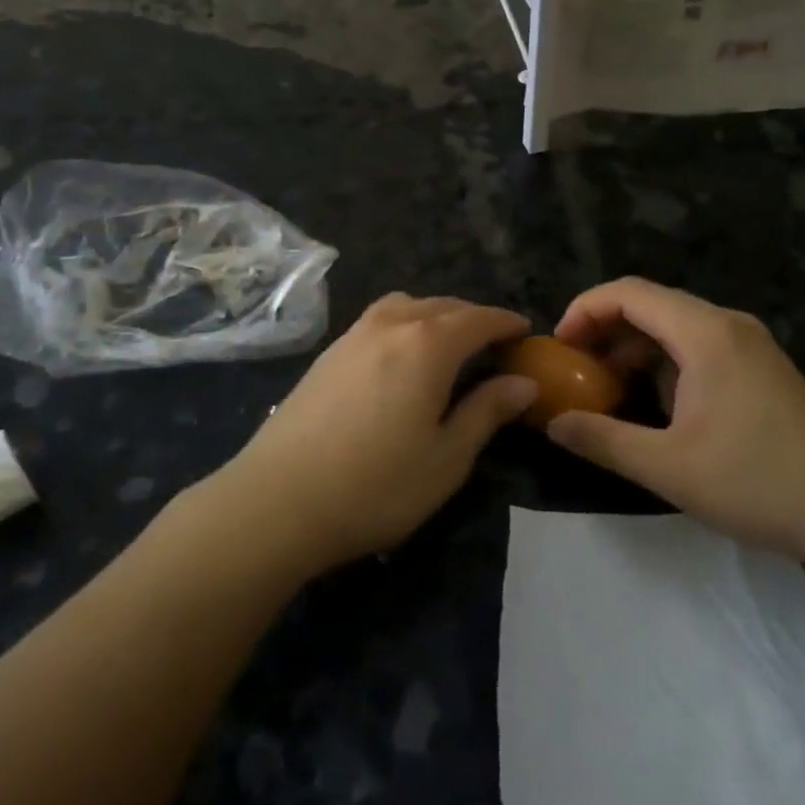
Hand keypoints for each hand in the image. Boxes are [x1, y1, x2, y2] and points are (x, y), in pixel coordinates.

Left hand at [219, 293, 535, 575]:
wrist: (278, 499)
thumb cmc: (376, 485)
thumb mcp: (447, 458)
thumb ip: (487, 412)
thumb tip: (523, 383)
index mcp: (427, 344)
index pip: (478, 319)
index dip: (505, 322)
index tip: (526, 331)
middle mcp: (390, 324)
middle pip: (442, 305)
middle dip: (473, 317)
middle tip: (494, 343)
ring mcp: (353, 335)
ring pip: (405, 305)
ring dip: (434, 315)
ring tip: (448, 345)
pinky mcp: (328, 353)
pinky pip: (378, 320)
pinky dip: (404, 324)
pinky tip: (401, 358)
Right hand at [548, 278, 804, 565]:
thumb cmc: (758, 483)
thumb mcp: (669, 468)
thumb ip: (602, 440)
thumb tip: (552, 423)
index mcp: (705, 333)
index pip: (628, 293)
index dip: (584, 310)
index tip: (559, 347)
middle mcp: (725, 323)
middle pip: (648, 303)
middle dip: (603, 329)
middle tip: (573, 368)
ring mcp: (746, 343)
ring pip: (671, 324)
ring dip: (631, 347)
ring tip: (602, 386)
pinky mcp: (757, 365)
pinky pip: (695, 344)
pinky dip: (661, 360)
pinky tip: (649, 399)